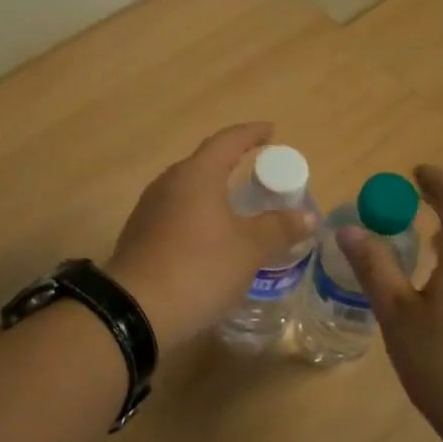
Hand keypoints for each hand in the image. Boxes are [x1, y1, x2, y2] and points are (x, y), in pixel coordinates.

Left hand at [107, 123, 318, 346]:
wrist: (134, 311)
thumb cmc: (199, 268)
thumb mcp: (249, 250)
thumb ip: (279, 228)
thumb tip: (307, 217)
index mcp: (197, 174)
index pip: (228, 140)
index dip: (252, 134)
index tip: (271, 131)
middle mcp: (169, 182)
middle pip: (205, 163)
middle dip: (233, 163)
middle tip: (260, 172)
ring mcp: (150, 208)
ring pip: (189, 189)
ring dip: (214, 192)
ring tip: (238, 206)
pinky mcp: (140, 234)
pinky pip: (176, 213)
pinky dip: (199, 215)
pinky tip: (210, 237)